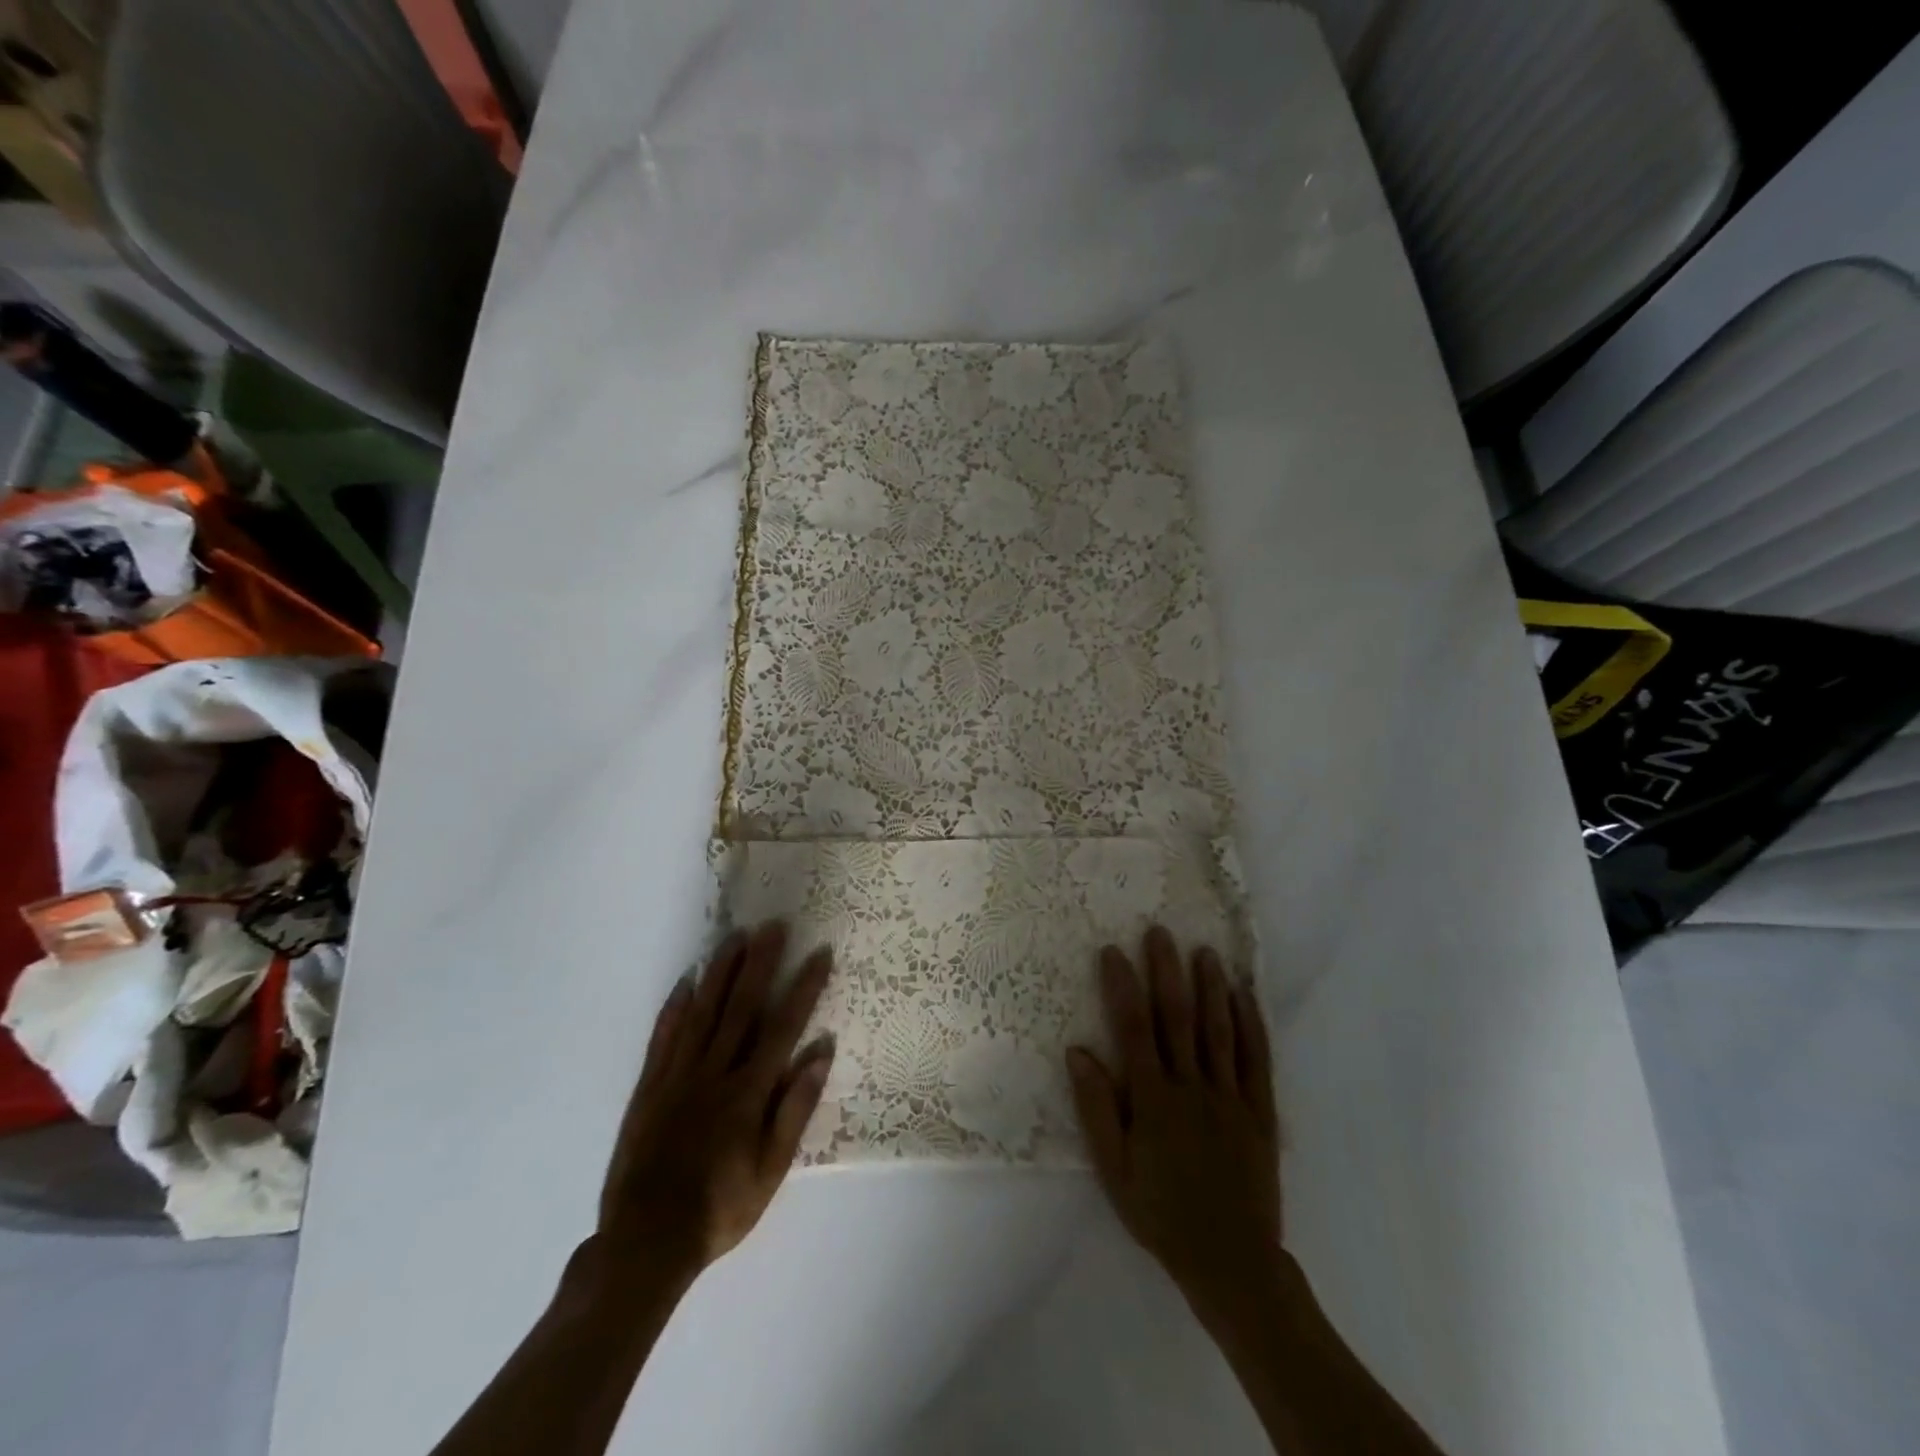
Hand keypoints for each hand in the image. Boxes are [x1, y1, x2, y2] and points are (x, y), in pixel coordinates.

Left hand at [597, 922, 833, 1278]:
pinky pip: (663, 1039)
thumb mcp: (771, 1170)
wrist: (646, 1243)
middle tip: (773, 925)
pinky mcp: (649, 1088)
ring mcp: (678, 1077)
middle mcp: (715, 1073)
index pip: (783, 1027)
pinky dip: (674, 1008)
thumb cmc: (720, 1209)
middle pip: (741, 1007)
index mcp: (749, 1092)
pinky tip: (685, 982)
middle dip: (760, 963)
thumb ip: (795, 1109)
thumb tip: (820, 1053)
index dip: (804, 987)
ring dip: (720, 972)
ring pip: (702, 1012)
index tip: (819, 954)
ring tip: (734, 937)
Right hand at [1067, 926, 1282, 1311]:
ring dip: (1211, 987)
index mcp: (1152, 1100)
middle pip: (1177, 1018)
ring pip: (1219, 1030)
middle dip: (1167, 971)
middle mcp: (1192, 1088)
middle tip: (1160, 932)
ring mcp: (1230, 1097)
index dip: (1122, 987)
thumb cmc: (1161, 1213)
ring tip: (1204, 950)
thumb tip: (1077, 1051)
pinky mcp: (1260, 1111)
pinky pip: (1256, 1059)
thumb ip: (1096, 1109)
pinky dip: (1252, 1024)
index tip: (1113, 951)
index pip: (1134, 1030)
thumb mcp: (1114, 1170)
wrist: (1231, 1261)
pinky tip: (1245, 995)